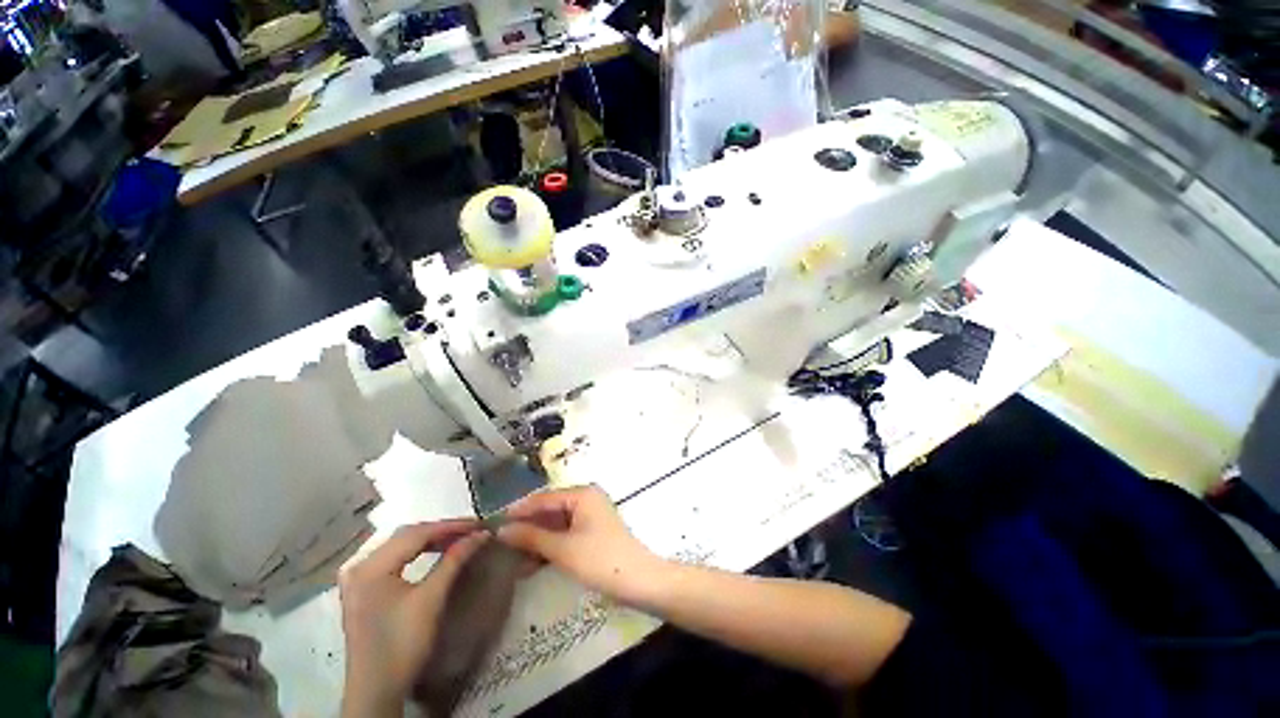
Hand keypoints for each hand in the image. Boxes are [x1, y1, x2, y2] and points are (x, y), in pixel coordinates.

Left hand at [339, 520, 484, 717]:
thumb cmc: (403, 644)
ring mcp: (357, 576)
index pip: (416, 533)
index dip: (450, 526)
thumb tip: (480, 535)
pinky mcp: (362, 587)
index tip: (479, 524)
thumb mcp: (431, 599)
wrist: (376, 690)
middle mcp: (359, 565)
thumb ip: (454, 560)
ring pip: (400, 544)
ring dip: (430, 538)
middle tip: (471, 529)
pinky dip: (416, 550)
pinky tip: (434, 551)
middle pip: (406, 535)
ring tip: (458, 538)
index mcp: (370, 566)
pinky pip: (393, 556)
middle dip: (441, 529)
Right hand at [496, 485, 664, 604]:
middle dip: (526, 528)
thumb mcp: (562, 549)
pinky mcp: (591, 534)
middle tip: (498, 544)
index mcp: (582, 494)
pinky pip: (564, 536)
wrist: (638, 581)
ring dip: (535, 541)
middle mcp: (586, 500)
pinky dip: (548, 548)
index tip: (492, 523)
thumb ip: (532, 537)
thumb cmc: (600, 559)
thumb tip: (502, 530)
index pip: (543, 498)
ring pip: (555, 525)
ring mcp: (589, 517)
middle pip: (549, 511)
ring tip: (508, 558)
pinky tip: (529, 564)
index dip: (519, 510)